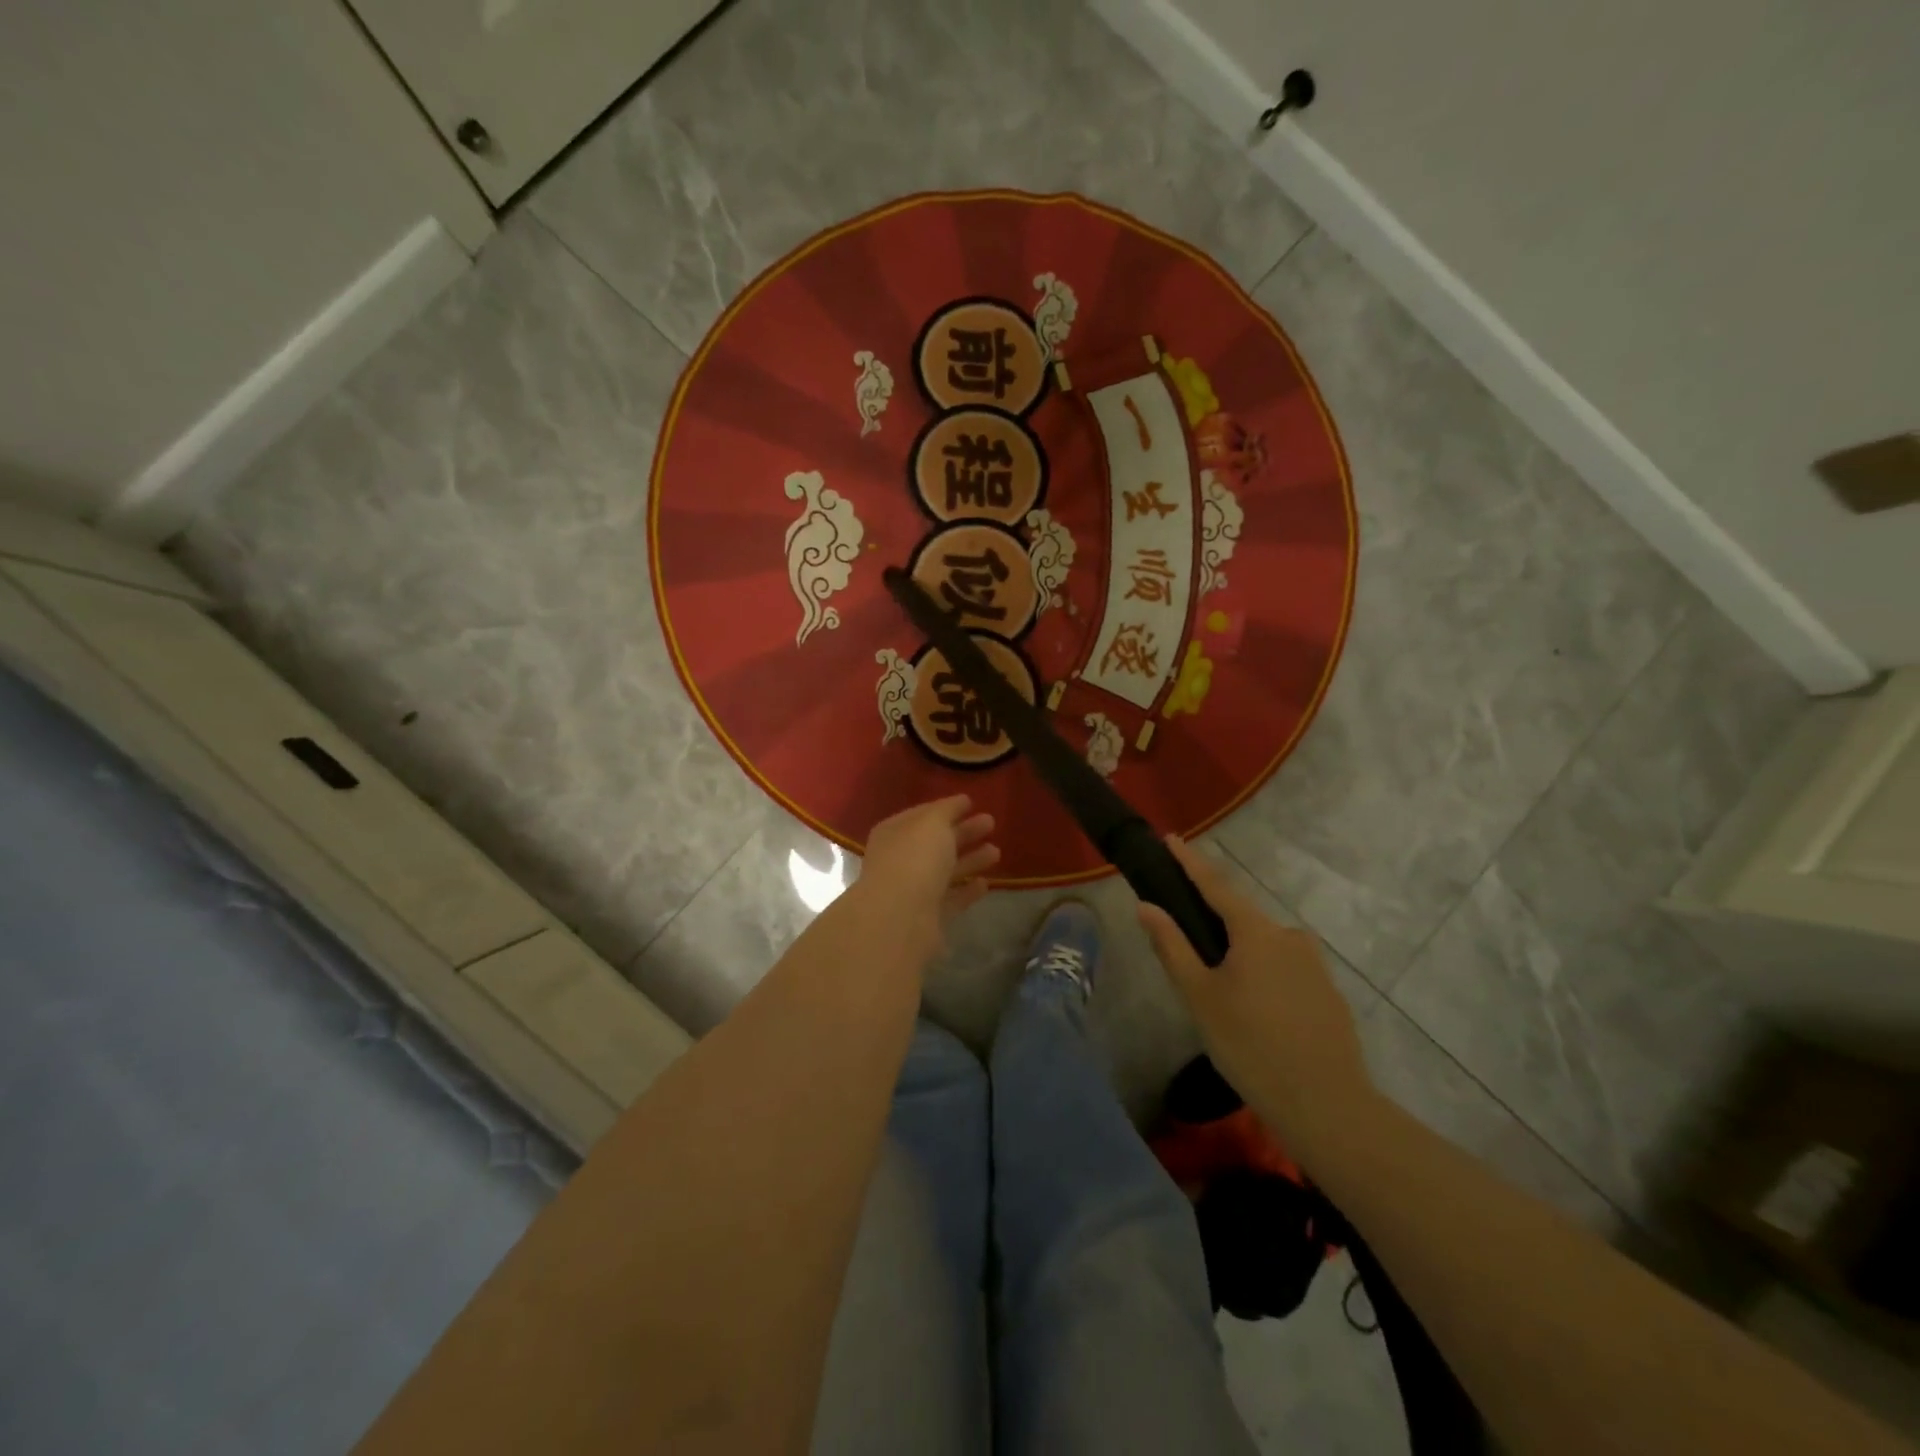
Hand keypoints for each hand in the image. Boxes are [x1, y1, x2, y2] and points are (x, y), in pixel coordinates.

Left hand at [852, 795, 998, 952]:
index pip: (922, 815)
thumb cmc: (914, 859)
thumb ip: (947, 809)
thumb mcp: (932, 823)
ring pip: (945, 871)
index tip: (972, 802)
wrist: (900, 920)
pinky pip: (951, 899)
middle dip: (963, 832)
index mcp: (894, 832)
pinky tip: (985, 883)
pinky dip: (967, 891)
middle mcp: (900, 860)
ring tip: (997, 851)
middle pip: (935, 842)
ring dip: (970, 860)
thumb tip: (960, 801)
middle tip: (991, 822)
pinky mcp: (928, 918)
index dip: (946, 808)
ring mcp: (913, 890)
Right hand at [1137, 836, 1374, 1159]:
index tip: (1171, 839)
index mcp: (1255, 931)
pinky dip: (1264, 976)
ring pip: (1264, 946)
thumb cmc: (1250, 1045)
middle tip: (1188, 949)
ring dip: (1239, 955)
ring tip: (1221, 994)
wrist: (1326, 1104)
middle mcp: (1289, 936)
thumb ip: (1172, 946)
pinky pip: (1285, 970)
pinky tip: (1256, 1013)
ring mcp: (1314, 964)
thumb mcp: (1200, 996)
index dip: (1190, 862)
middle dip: (1213, 923)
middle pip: (1241, 918)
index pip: (1216, 885)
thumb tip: (1146, 905)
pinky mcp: (1328, 992)